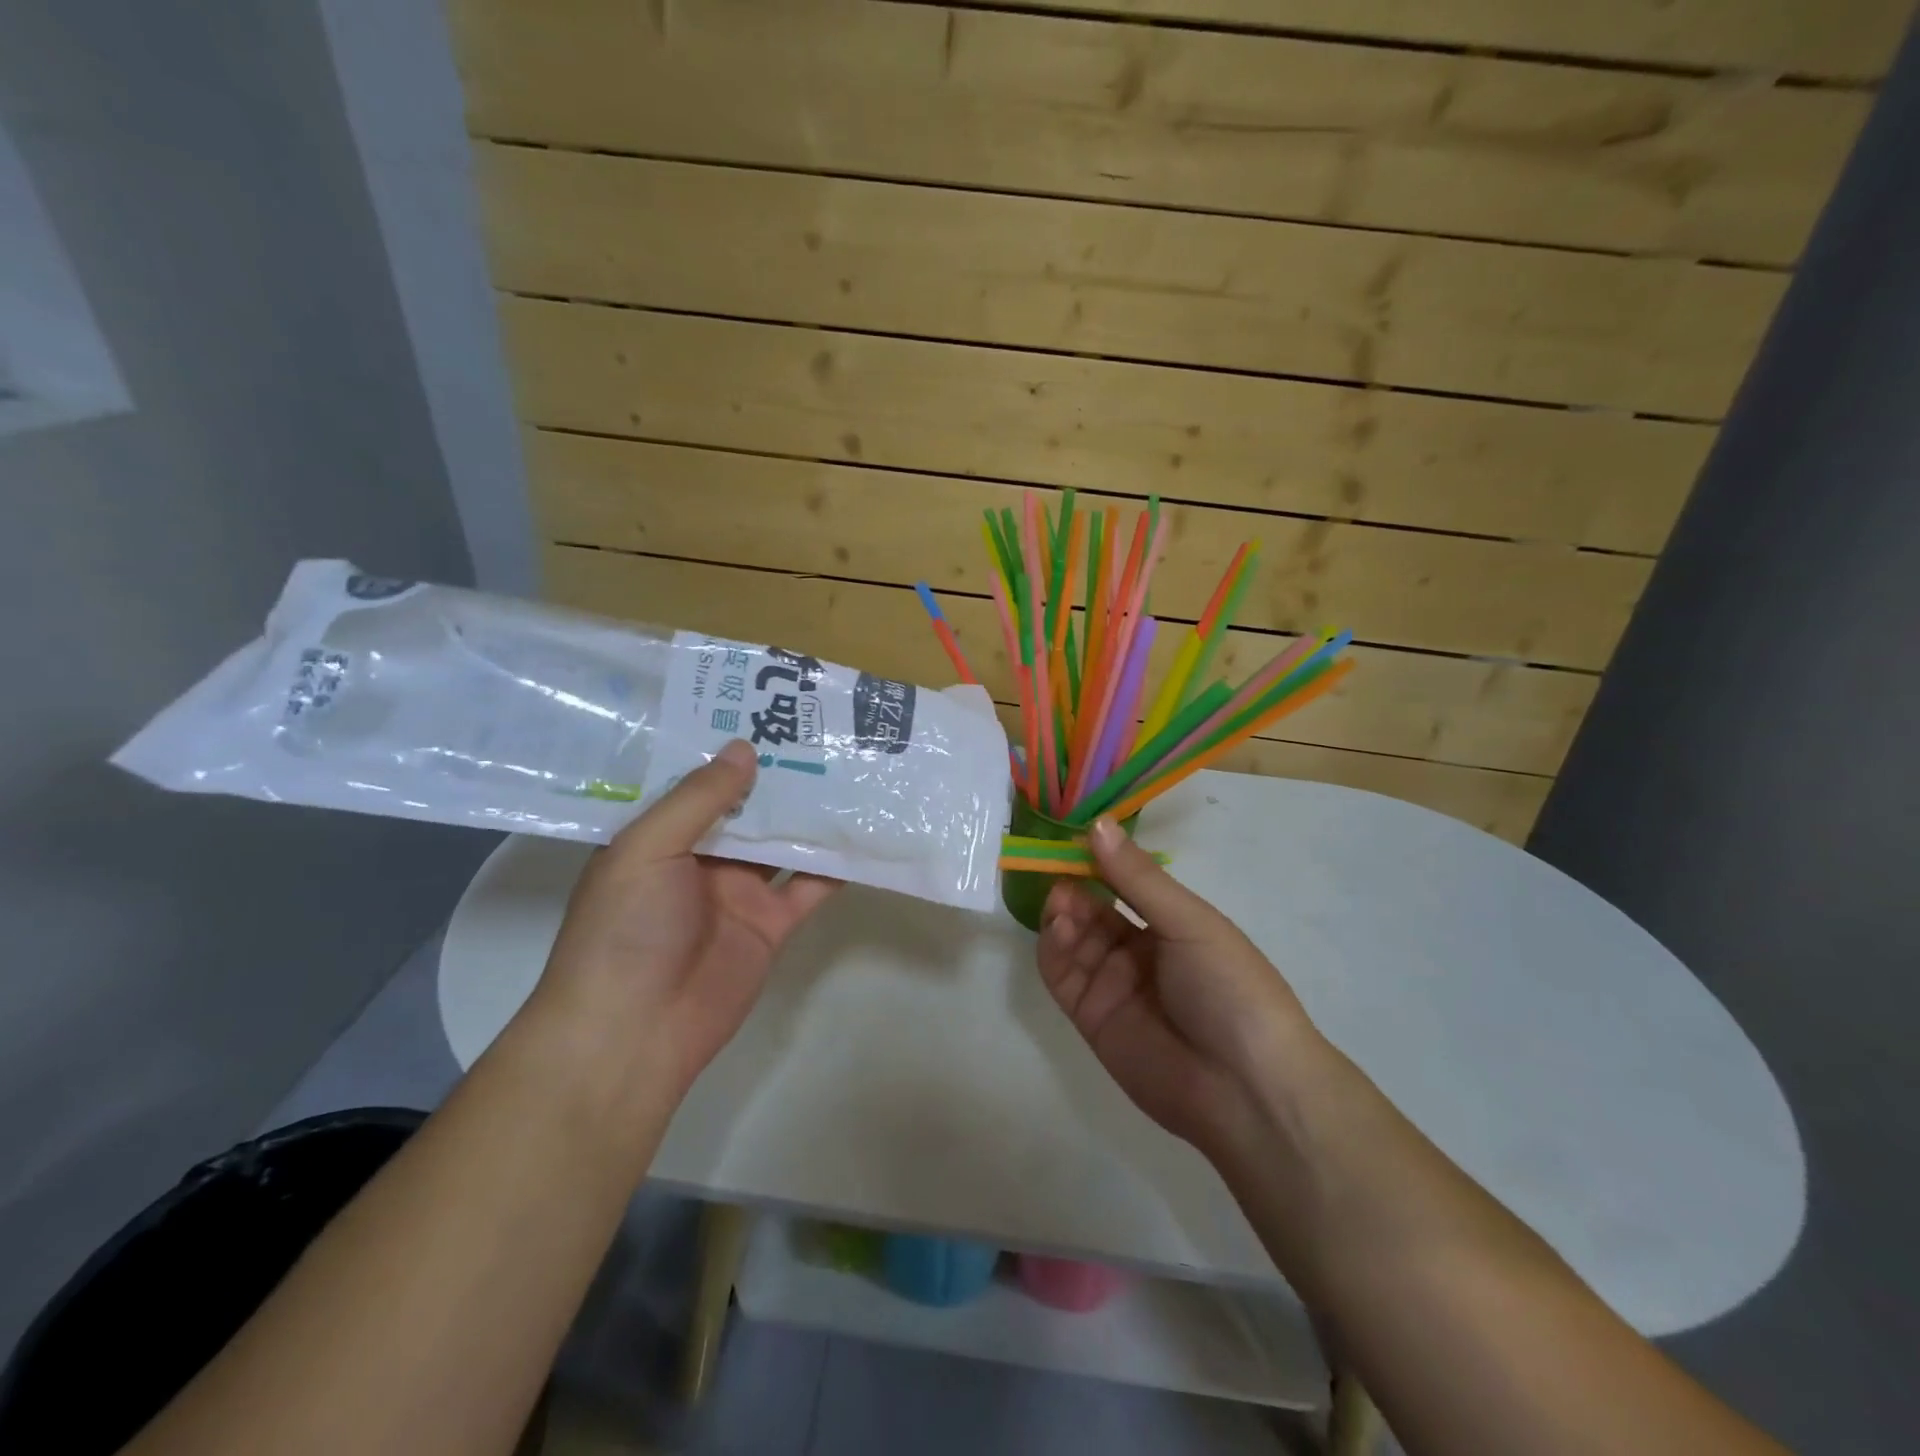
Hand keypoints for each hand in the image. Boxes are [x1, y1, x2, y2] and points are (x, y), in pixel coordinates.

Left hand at [535, 740, 838, 1099]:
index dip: (728, 750)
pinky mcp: (772, 924)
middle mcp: (702, 859)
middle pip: (748, 808)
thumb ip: (698, 799)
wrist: (635, 1033)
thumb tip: (744, 747)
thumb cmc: (625, 930)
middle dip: (779, 776)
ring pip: (783, 842)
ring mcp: (740, 892)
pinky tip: (863, 834)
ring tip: (850, 770)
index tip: (766, 710)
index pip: (699, 782)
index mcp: (661, 836)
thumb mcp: (647, 850)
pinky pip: (809, 886)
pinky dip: (835, 865)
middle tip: (822, 731)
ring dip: (811, 814)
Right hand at [1037, 817, 1321, 1157]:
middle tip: (1057, 870)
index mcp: (1172, 923)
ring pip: (1072, 937)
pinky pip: (1061, 974)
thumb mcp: (1190, 923)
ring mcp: (1112, 983)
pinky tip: (1058, 928)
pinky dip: (1052, 948)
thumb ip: (1138, 878)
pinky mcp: (1090, 1016)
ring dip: (1061, 913)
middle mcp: (1139, 950)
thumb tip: (1097, 824)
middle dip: (1073, 885)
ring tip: (1060, 902)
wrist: (1246, 1089)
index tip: (1072, 837)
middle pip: (1093, 908)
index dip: (1099, 859)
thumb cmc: (1230, 988)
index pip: (1125, 882)